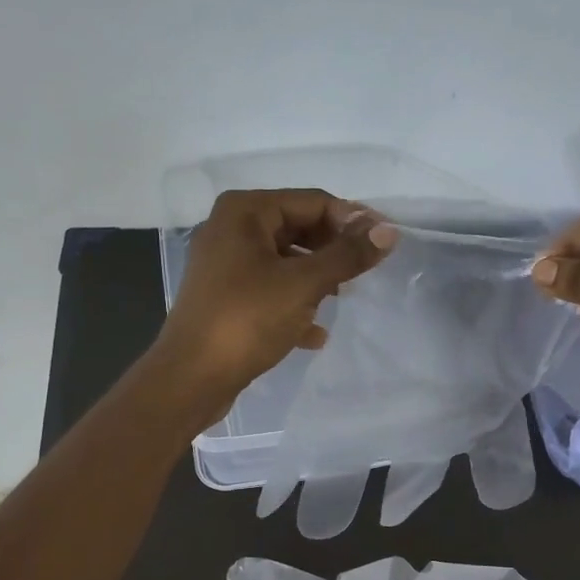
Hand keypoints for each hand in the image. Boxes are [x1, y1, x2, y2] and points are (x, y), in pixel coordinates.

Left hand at [152, 188, 395, 406]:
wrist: (191, 378)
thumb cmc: (247, 320)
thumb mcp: (304, 284)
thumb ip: (348, 255)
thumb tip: (388, 231)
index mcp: (245, 211)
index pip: (313, 201)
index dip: (351, 222)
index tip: (381, 248)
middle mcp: (231, 228)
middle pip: (298, 229)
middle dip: (331, 252)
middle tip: (360, 277)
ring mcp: (225, 264)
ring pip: (285, 261)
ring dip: (315, 280)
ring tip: (338, 302)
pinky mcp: (225, 297)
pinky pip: (269, 289)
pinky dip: (293, 304)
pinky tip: (314, 334)